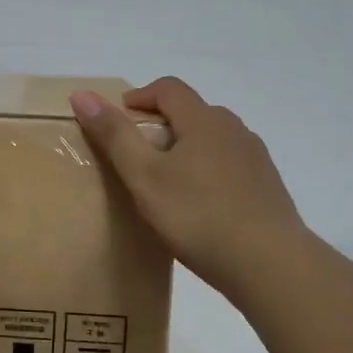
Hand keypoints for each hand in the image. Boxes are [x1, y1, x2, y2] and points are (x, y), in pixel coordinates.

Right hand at [70, 77, 307, 297]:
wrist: (270, 264)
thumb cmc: (198, 216)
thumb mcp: (144, 176)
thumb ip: (115, 135)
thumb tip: (82, 94)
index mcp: (204, 120)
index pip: (169, 88)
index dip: (139, 96)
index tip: (118, 119)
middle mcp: (234, 129)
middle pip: (192, 111)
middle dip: (161, 123)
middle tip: (137, 153)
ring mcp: (255, 157)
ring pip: (213, 138)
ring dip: (186, 147)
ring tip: (167, 180)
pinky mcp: (267, 185)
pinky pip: (230, 164)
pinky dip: (208, 170)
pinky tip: (200, 204)